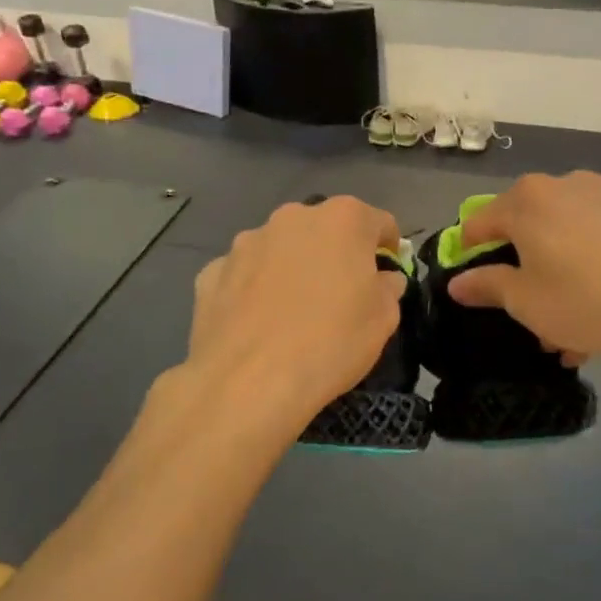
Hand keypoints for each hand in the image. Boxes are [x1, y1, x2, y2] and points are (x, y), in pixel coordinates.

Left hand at [184, 197, 406, 431]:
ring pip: (281, 249)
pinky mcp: (212, 271)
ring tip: (293, 313)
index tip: (387, 273)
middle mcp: (292, 218)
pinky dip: (255, 289)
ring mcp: (247, 242)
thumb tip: (382, 279)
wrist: (249, 382)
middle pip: (324, 230)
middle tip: (341, 295)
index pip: (377, 222)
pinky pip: (245, 274)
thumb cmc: (331, 343)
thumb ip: (387, 288)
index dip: (387, 247)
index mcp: (342, 220)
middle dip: (336, 254)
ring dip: (292, 268)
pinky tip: (258, 324)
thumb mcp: (383, 319)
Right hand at [447, 172, 600, 364]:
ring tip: (572, 326)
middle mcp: (563, 184)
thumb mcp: (524, 301)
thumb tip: (457, 283)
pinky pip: (599, 235)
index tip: (470, 279)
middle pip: (528, 226)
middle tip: (527, 312)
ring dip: (560, 273)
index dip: (469, 251)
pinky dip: (592, 263)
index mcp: (526, 201)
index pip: (480, 221)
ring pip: (567, 235)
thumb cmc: (583, 301)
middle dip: (524, 270)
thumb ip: (487, 285)